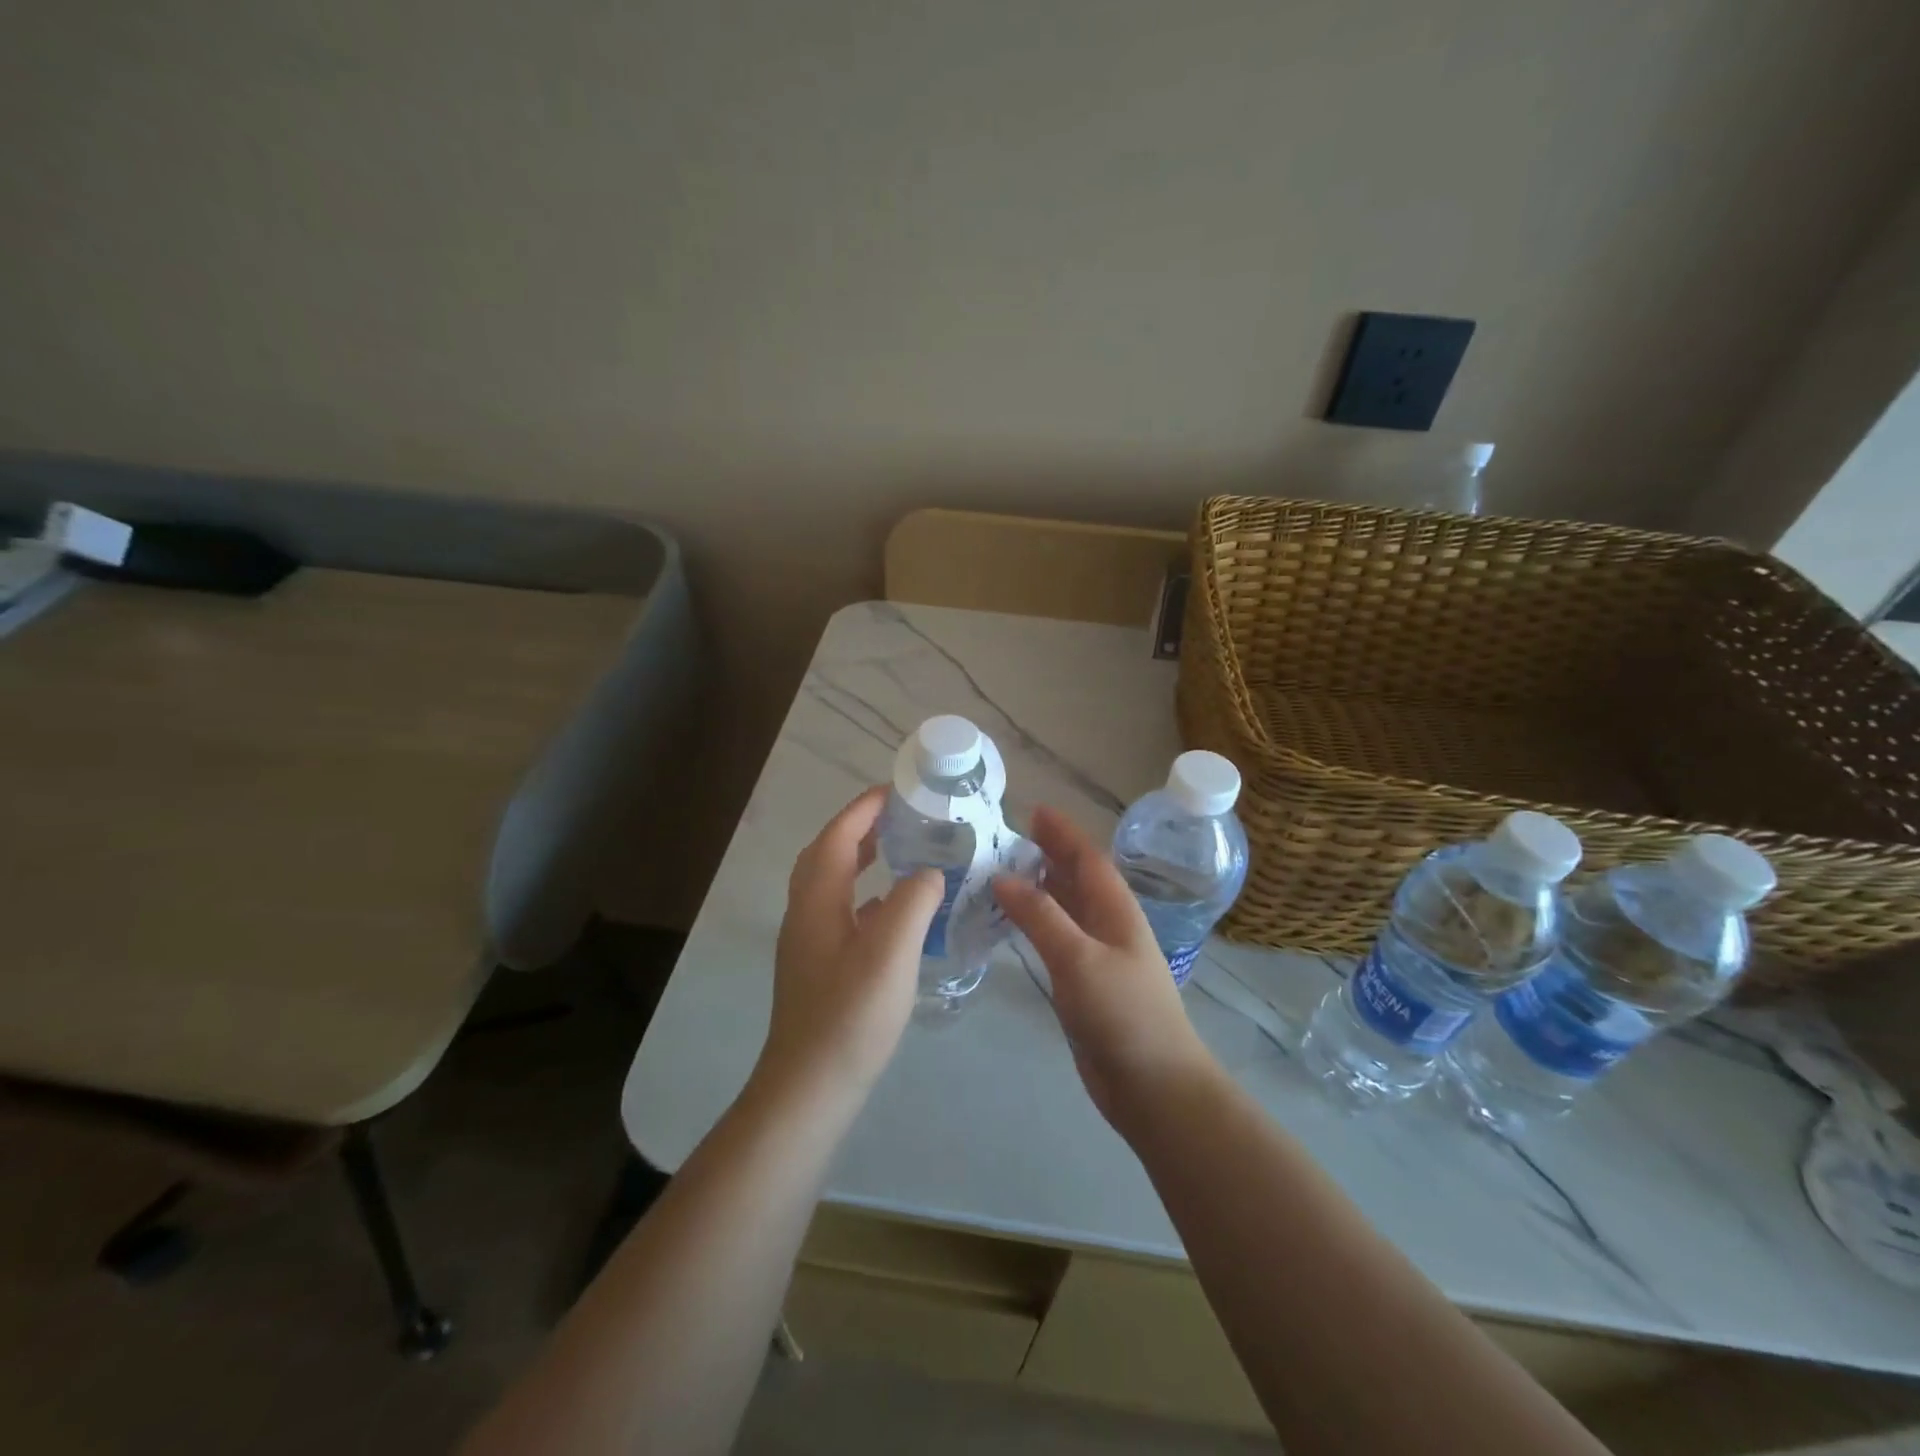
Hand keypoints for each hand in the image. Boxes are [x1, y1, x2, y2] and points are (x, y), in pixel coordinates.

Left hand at [758, 786, 943, 1106]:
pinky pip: (842, 912)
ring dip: (862, 858)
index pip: (837, 836)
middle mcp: (806, 912)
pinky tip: (894, 911)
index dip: (864, 808)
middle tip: (901, 816)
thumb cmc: (850, 1015)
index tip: (897, 790)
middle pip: (828, 854)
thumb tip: (930, 872)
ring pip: (833, 883)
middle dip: (860, 827)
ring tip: (901, 852)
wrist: (810, 1088)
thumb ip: (914, 901)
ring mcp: (809, 942)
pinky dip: (867, 896)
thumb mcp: (891, 951)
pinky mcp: (819, 967)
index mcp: (817, 899)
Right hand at [993, 806, 1216, 1133]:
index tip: (1033, 810)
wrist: (1154, 1086)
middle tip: (1008, 838)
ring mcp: (1098, 956)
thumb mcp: (1079, 958)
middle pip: (1077, 878)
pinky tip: (1013, 926)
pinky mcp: (1085, 984)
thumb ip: (1041, 916)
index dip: (1062, 833)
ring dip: (1039, 888)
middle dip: (1048, 855)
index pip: (1087, 858)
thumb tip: (1002, 877)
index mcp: (1116, 910)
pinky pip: (1056, 939)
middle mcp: (1109, 925)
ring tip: (1002, 873)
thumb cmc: (1123, 1014)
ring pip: (1065, 908)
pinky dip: (1035, 924)